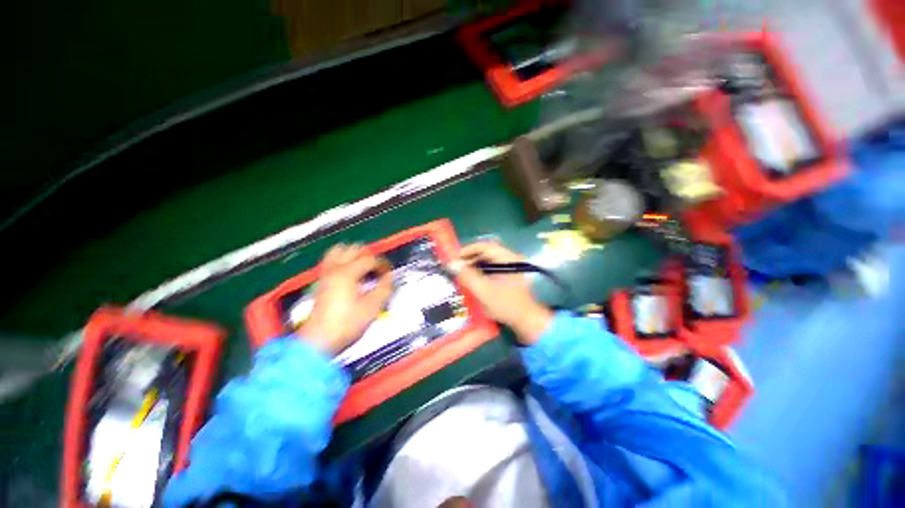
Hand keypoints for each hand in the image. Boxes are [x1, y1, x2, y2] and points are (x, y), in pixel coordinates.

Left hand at [298, 244, 392, 354]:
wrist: (319, 340)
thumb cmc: (347, 324)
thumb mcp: (373, 307)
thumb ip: (385, 288)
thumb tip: (389, 276)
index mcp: (348, 273)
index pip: (370, 259)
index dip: (383, 265)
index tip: (389, 275)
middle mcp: (335, 268)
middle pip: (355, 249)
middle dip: (370, 256)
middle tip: (377, 270)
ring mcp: (325, 273)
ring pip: (340, 250)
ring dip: (355, 255)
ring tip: (364, 268)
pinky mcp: (321, 280)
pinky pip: (332, 260)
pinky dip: (344, 260)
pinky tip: (351, 273)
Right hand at [452, 240, 552, 344]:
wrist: (527, 321)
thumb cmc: (506, 306)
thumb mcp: (484, 291)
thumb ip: (467, 277)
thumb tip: (451, 264)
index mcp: (508, 259)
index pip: (485, 246)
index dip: (468, 250)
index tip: (455, 259)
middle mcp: (511, 259)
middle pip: (487, 252)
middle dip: (470, 259)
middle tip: (457, 268)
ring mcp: (511, 267)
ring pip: (489, 260)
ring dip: (475, 265)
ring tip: (463, 274)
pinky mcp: (509, 275)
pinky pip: (492, 268)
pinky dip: (481, 272)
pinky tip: (473, 280)